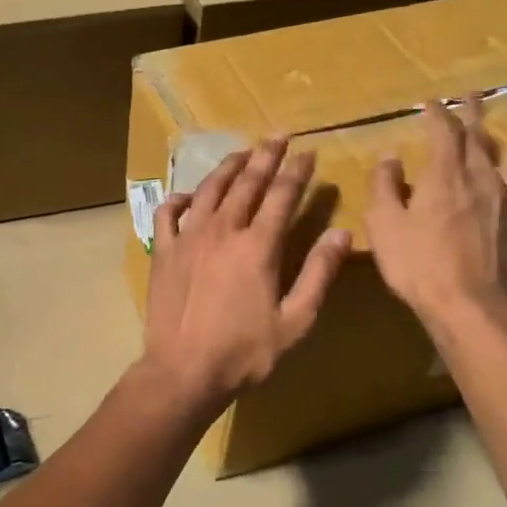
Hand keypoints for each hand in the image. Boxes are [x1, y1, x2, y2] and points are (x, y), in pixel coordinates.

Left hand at [142, 138, 352, 406]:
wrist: (184, 370)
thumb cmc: (244, 352)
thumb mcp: (295, 320)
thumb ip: (319, 274)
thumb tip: (342, 233)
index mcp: (258, 245)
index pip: (282, 195)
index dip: (297, 171)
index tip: (308, 152)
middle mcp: (223, 230)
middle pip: (247, 182)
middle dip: (265, 156)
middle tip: (277, 136)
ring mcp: (189, 238)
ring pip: (209, 189)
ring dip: (228, 167)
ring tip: (242, 151)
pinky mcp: (164, 252)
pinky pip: (168, 213)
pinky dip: (179, 198)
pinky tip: (189, 195)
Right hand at [363, 96, 506, 331]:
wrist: (468, 305)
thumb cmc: (417, 264)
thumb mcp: (383, 224)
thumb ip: (384, 185)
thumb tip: (390, 156)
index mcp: (444, 176)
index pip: (442, 133)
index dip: (436, 114)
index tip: (429, 103)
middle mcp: (481, 179)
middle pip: (480, 138)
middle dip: (474, 113)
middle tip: (474, 93)